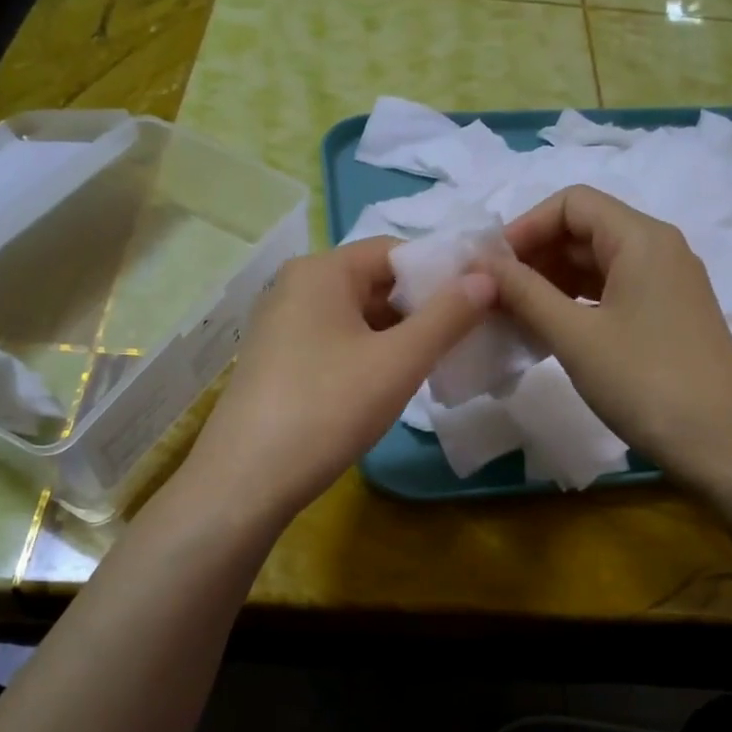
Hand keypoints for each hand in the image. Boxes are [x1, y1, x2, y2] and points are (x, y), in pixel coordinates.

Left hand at [183, 237, 494, 522]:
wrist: (245, 481)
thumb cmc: (327, 409)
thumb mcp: (398, 361)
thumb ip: (448, 315)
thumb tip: (487, 276)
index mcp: (322, 270)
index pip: (395, 250)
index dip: (441, 271)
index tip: (479, 302)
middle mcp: (296, 285)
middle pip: (374, 281)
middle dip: (421, 306)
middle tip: (464, 336)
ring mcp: (281, 323)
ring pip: (356, 314)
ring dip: (397, 333)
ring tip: (434, 362)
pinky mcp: (276, 358)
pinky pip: (335, 339)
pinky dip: (368, 352)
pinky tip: (388, 383)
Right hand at [483, 187, 731, 490]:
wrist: (724, 444)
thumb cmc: (645, 382)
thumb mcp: (576, 336)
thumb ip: (525, 293)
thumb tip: (482, 265)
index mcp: (641, 238)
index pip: (572, 203)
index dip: (525, 226)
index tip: (491, 266)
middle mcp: (659, 249)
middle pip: (584, 230)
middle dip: (535, 256)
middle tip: (494, 294)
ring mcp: (667, 283)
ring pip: (597, 263)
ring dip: (552, 281)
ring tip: (514, 315)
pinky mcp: (668, 315)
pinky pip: (613, 291)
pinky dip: (577, 302)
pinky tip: (550, 330)